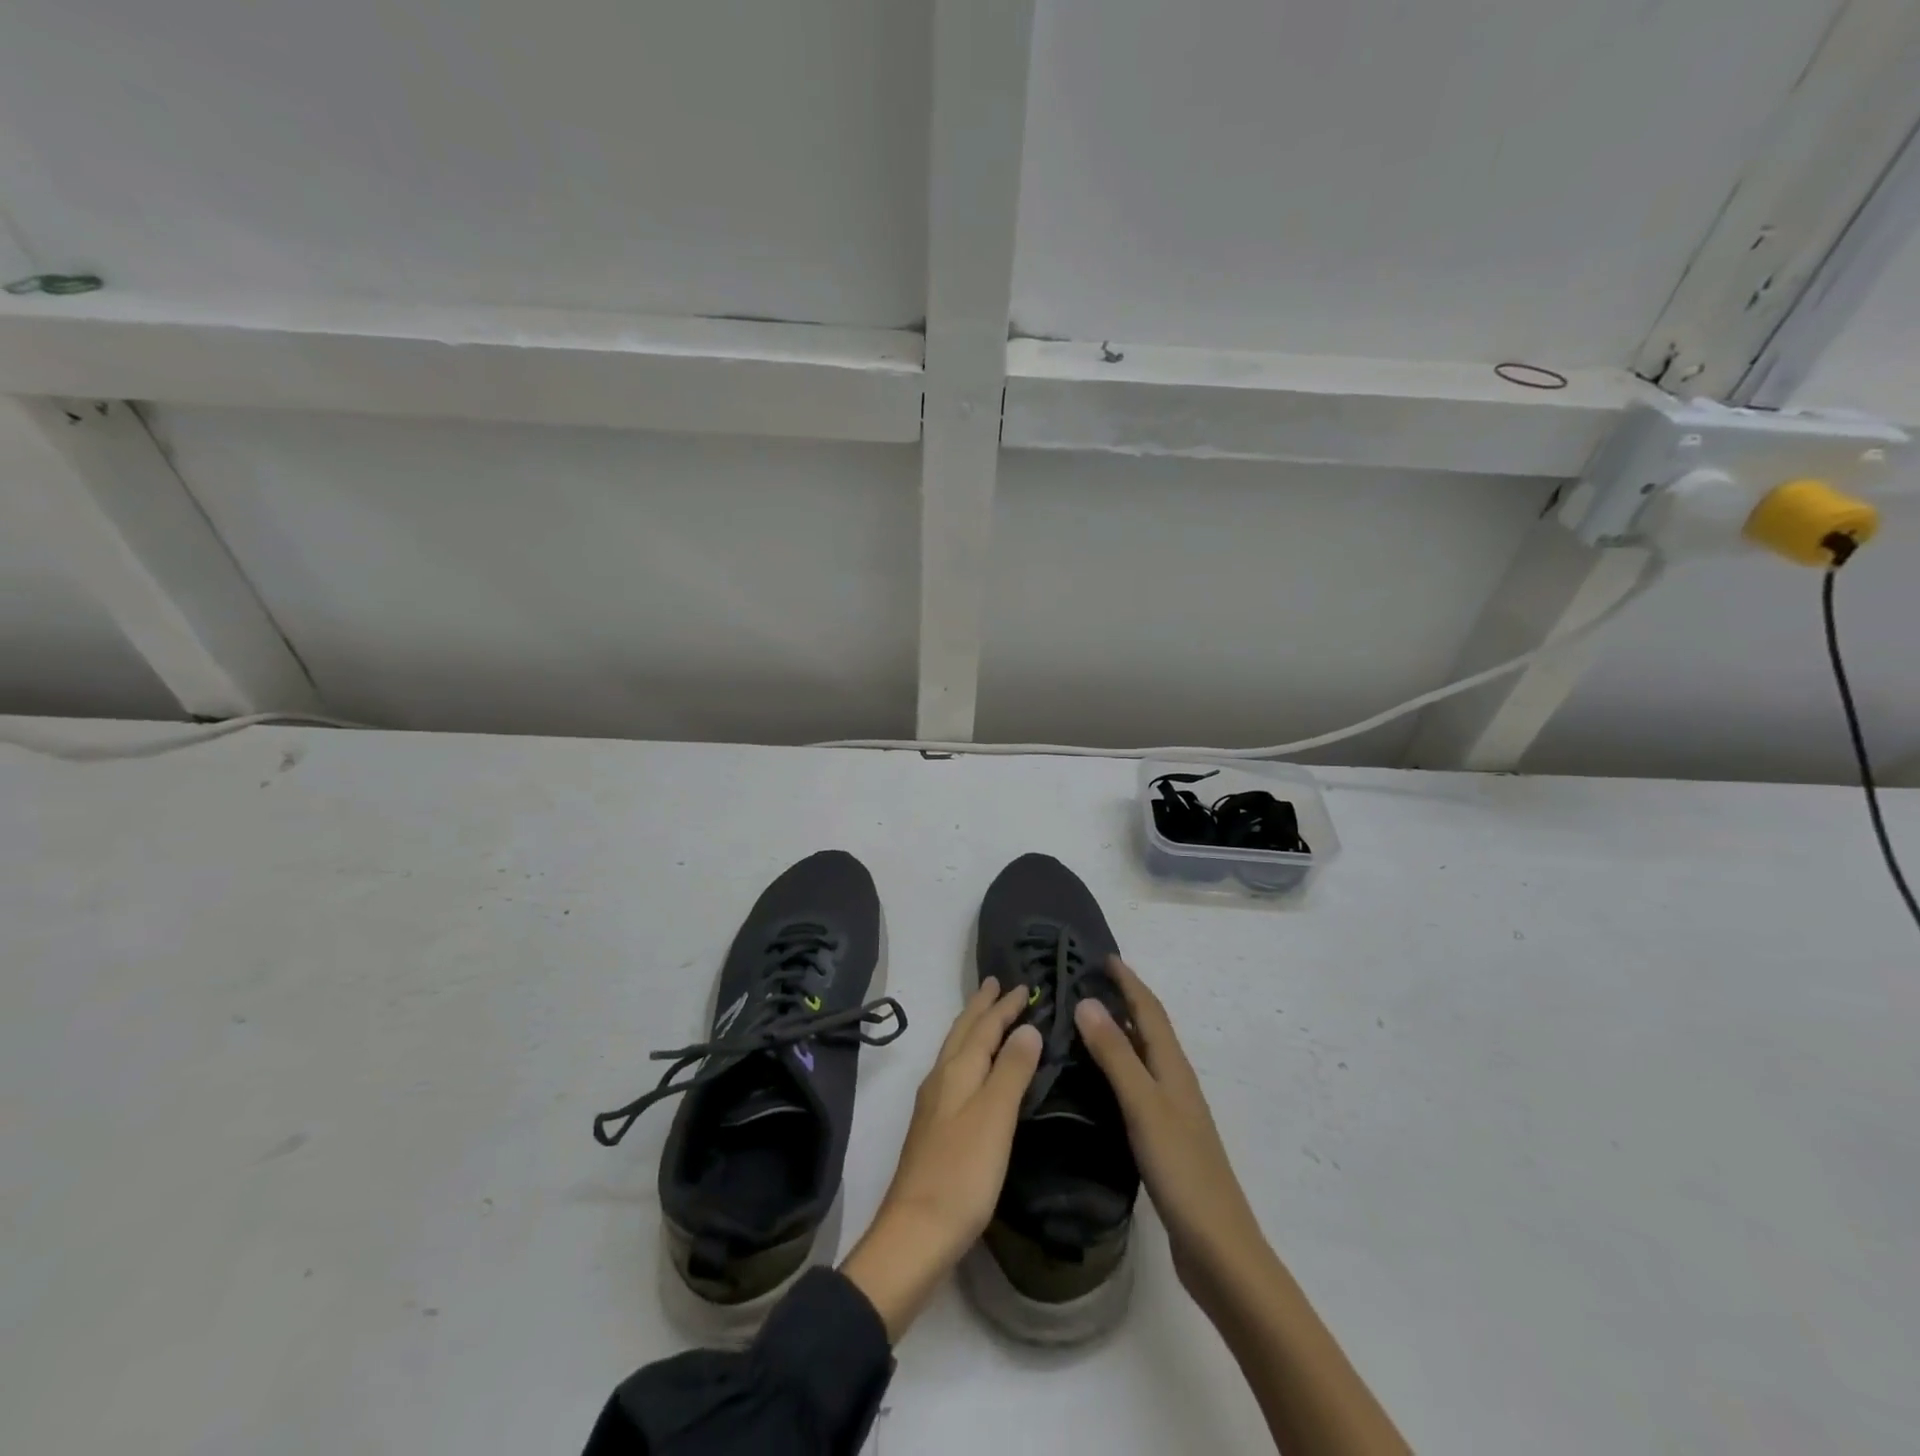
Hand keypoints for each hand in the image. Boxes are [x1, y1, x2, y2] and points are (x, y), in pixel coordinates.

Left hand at [841, 979, 1040, 1339]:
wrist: (916, 1233)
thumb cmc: (962, 1173)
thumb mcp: (995, 1117)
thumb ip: (1011, 1070)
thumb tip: (1027, 1028)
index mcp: (957, 1071)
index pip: (984, 1027)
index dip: (1004, 1006)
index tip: (1023, 985)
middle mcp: (941, 1079)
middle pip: (963, 1033)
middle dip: (981, 1008)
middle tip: (996, 984)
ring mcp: (934, 1104)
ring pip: (956, 1051)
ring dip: (974, 1029)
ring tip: (987, 1017)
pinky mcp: (934, 1128)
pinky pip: (955, 1073)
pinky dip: (970, 1057)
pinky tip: (974, 1072)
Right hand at [1074, 957, 1272, 1310]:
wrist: (1218, 1248)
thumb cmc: (1182, 1170)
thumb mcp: (1144, 1106)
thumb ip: (1115, 1055)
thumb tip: (1087, 1001)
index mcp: (1173, 1068)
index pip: (1149, 1011)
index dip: (1128, 981)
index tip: (1103, 956)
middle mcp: (1174, 1081)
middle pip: (1147, 1029)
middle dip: (1121, 1000)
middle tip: (1083, 983)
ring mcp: (1171, 1111)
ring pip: (1141, 1057)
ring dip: (1117, 1033)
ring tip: (1082, 1022)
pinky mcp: (1163, 1138)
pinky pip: (1136, 1085)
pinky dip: (1116, 1068)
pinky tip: (1095, 1082)